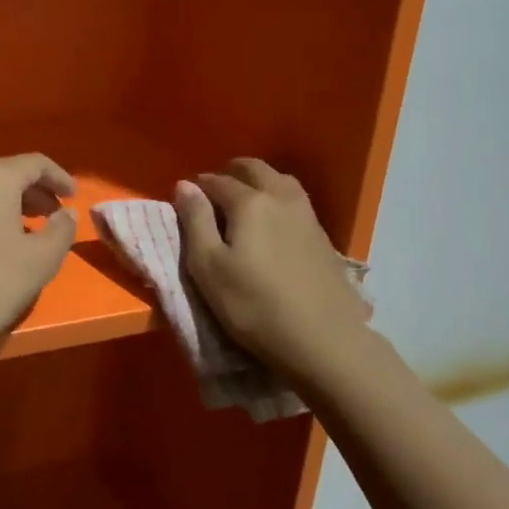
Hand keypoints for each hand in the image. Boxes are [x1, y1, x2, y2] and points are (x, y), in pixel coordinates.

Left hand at [0, 154, 76, 366]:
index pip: (36, 163)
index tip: (74, 198)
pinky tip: (1, 244)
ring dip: (14, 205)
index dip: (60, 178)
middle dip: (36, 192)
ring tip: (33, 231)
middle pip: (9, 174)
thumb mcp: (41, 259)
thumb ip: (62, 229)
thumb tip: (65, 214)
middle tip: (56, 216)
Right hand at [175, 158, 371, 376]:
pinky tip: (274, 220)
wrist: (322, 338)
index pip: (217, 181)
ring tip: (245, 199)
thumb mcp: (208, 266)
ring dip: (259, 181)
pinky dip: (278, 198)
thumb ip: (195, 221)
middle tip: (215, 189)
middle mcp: (280, 198)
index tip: (187, 200)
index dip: (198, 187)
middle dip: (231, 172)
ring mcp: (307, 216)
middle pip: (254, 169)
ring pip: (281, 180)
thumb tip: (185, 185)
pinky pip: (296, 201)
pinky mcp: (323, 237)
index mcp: (249, 202)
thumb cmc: (253, 304)